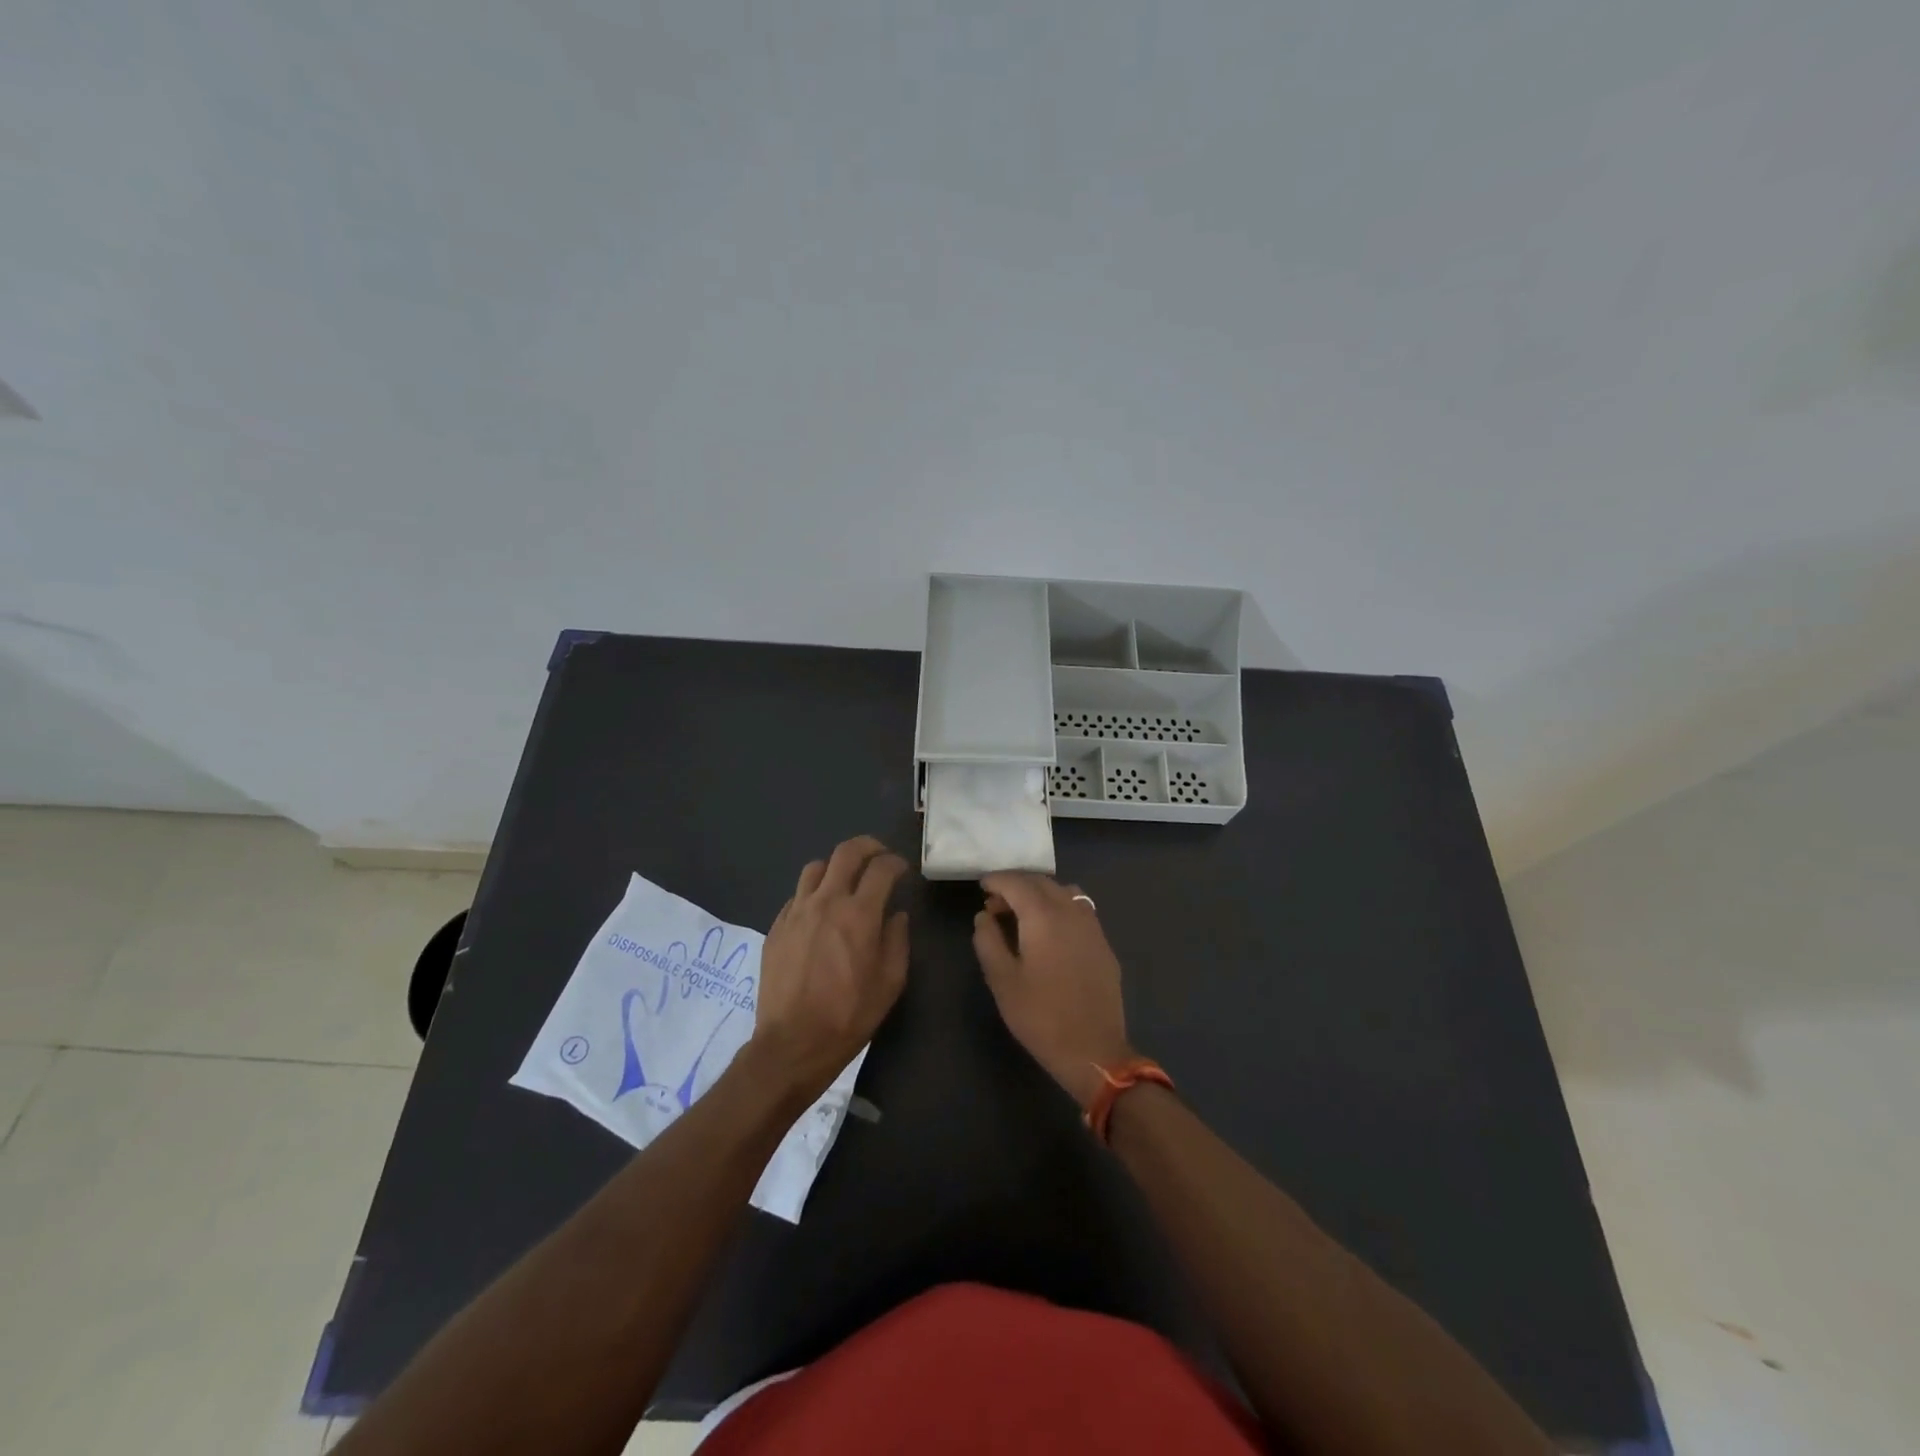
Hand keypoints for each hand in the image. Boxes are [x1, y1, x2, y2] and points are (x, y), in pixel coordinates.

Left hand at [749, 836, 909, 1100]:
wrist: (792, 1043)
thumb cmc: (849, 1015)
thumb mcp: (890, 982)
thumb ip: (897, 940)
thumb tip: (896, 916)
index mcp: (859, 914)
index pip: (881, 868)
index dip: (896, 862)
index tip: (902, 870)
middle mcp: (826, 902)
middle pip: (846, 852)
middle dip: (868, 846)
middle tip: (878, 856)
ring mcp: (796, 911)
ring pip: (816, 867)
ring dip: (836, 867)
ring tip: (846, 881)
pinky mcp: (776, 926)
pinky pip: (797, 895)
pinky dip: (813, 893)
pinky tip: (820, 912)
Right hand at [972, 874, 1132, 1109]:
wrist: (1094, 1050)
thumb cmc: (1040, 1017)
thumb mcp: (1002, 980)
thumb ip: (988, 941)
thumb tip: (984, 915)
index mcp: (1043, 916)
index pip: (1017, 882)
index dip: (997, 880)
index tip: (982, 886)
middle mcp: (1071, 911)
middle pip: (1041, 882)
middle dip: (1016, 885)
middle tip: (995, 904)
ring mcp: (1092, 926)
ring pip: (1064, 892)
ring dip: (1040, 893)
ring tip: (1023, 914)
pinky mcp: (1103, 944)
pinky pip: (1079, 909)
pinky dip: (1059, 906)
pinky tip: (1050, 931)